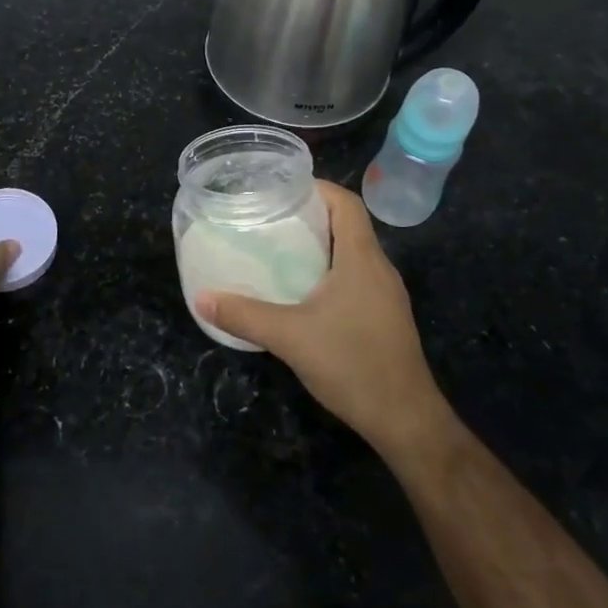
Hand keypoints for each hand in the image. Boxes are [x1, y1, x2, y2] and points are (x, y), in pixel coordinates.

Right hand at [195, 181, 451, 460]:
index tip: (283, 188)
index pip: (347, 203)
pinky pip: (358, 277)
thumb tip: (202, 298)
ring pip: (354, 252)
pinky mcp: (386, 316)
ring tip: (282, 249)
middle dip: (312, 215)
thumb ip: (244, 316)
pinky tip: (305, 291)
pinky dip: (332, 270)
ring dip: (322, 244)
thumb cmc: (352, 364)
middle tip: (272, 218)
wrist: (405, 419)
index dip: (318, 188)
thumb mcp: (289, 337)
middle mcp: (380, 268)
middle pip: (350, 224)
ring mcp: (387, 294)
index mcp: (362, 259)